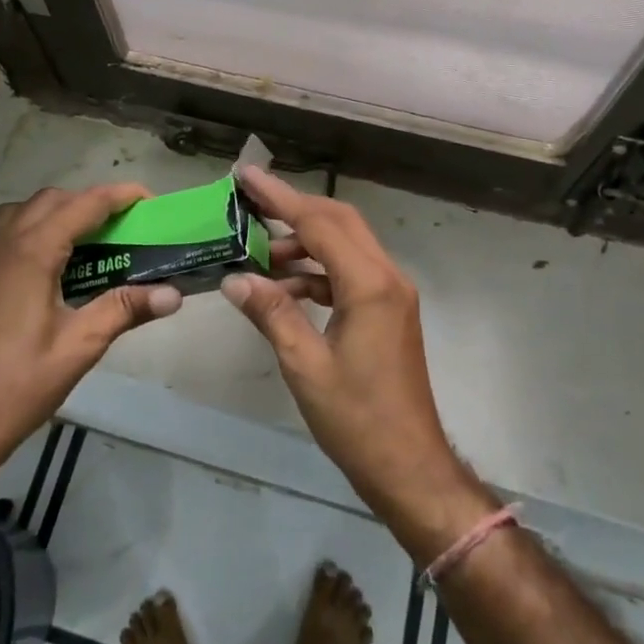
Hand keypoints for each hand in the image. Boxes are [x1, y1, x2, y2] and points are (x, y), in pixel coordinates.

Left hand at [0, 185, 183, 489]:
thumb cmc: (19, 385)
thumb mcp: (80, 345)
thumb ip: (125, 309)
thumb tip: (174, 294)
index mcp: (32, 252)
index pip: (84, 205)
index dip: (120, 196)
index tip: (151, 201)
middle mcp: (5, 243)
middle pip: (53, 200)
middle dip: (92, 203)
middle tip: (125, 227)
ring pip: (25, 211)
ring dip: (60, 212)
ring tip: (89, 241)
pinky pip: (6, 231)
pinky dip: (35, 228)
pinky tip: (52, 265)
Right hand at [221, 167, 488, 558]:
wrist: (410, 467)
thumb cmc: (357, 419)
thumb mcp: (304, 365)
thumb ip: (272, 313)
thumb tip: (234, 278)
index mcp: (369, 284)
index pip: (319, 223)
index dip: (279, 197)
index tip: (247, 176)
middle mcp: (387, 277)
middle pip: (339, 222)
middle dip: (294, 208)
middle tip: (250, 204)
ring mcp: (391, 293)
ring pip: (345, 245)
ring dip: (305, 242)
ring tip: (259, 252)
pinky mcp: (388, 311)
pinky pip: (349, 272)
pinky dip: (317, 271)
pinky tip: (285, 285)